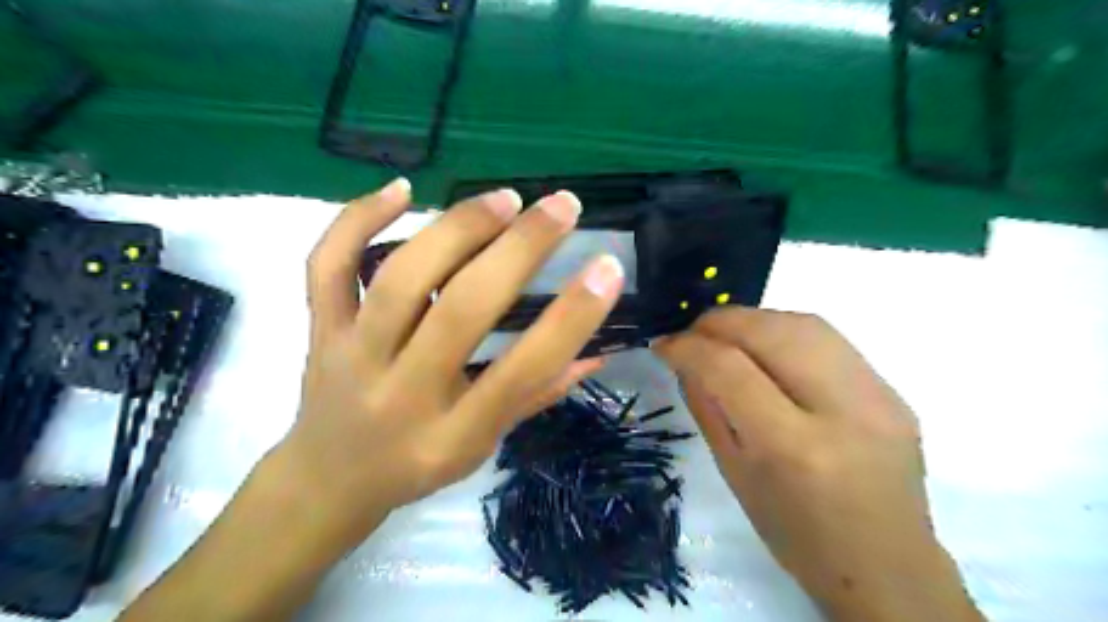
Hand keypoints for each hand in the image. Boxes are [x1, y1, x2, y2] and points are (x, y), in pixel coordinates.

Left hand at [277, 180, 622, 543]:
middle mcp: (401, 392)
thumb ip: (538, 394)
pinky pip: (329, 265)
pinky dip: (358, 218)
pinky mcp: (321, 328)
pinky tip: (403, 188)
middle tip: (562, 206)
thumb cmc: (418, 464)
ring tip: (506, 199)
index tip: (606, 269)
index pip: (520, 372)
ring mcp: (352, 355)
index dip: (570, 319)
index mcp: (451, 434)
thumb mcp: (484, 446)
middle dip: (519, 250)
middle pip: (460, 310)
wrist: (328, 479)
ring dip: (457, 229)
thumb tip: (598, 351)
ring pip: (400, 278)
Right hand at [652, 311, 980, 621]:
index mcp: (793, 448)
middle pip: (769, 331)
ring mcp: (877, 395)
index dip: (688, 346)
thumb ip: (707, 407)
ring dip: (751, 320)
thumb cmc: (795, 533)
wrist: (886, 565)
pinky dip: (783, 331)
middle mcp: (842, 410)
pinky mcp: (890, 390)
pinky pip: (827, 338)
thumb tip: (685, 359)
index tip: (663, 344)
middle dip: (718, 322)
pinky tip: (765, 346)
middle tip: (690, 334)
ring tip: (724, 335)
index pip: (730, 369)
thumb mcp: (734, 474)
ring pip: (802, 323)